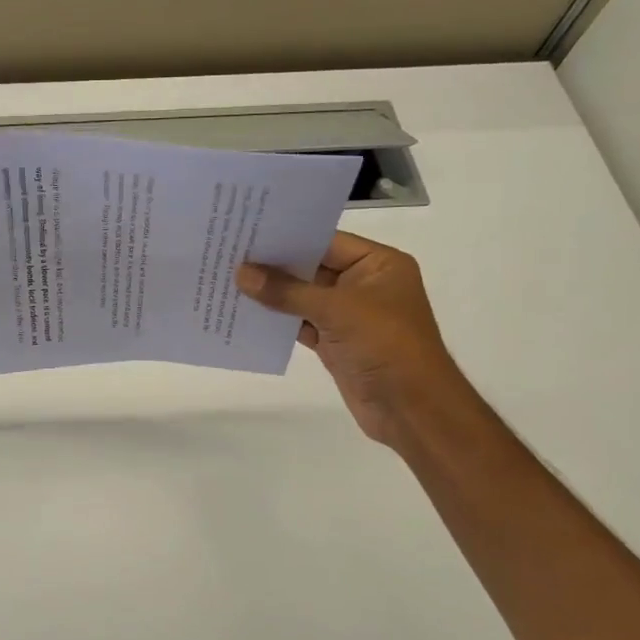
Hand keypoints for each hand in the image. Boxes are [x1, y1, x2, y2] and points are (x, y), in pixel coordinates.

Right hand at [237, 232, 461, 446]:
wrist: (411, 409)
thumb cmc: (385, 345)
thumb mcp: (337, 310)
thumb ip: (287, 291)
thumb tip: (241, 273)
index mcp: (379, 264)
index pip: (326, 241)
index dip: (288, 236)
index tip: (247, 230)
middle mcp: (364, 284)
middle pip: (312, 267)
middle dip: (274, 264)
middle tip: (230, 253)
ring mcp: (349, 315)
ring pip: (303, 297)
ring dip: (271, 293)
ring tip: (228, 279)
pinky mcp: (335, 342)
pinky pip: (300, 323)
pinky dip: (277, 320)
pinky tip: (244, 312)